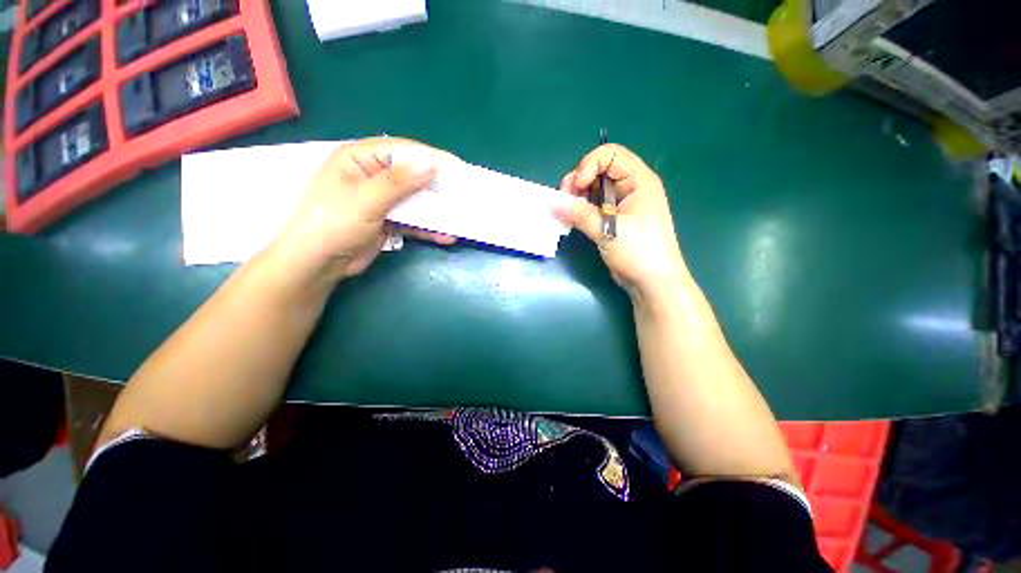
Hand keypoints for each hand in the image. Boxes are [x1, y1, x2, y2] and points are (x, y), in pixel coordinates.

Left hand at [273, 137, 454, 286]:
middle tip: (463, 192)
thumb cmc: (333, 224)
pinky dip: (428, 228)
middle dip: (437, 186)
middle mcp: (372, 176)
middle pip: (412, 175)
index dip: (430, 156)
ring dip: (436, 210)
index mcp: (360, 159)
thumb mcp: (366, 200)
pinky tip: (445, 236)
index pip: (401, 151)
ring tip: (459, 216)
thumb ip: (398, 182)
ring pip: (415, 200)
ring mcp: (381, 200)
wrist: (318, 264)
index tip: (457, 166)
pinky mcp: (388, 220)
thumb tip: (432, 165)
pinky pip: (413, 220)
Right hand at [554, 144, 688, 301]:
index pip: (610, 154)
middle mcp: (630, 187)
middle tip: (565, 200)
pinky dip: (580, 209)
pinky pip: (593, 205)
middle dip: (578, 181)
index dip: (589, 165)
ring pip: (593, 188)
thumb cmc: (639, 253)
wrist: (653, 282)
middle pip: (599, 169)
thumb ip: (580, 214)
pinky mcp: (613, 218)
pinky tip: (571, 219)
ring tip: (567, 212)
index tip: (576, 187)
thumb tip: (553, 203)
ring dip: (577, 196)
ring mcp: (621, 203)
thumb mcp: (609, 231)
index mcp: (639, 180)